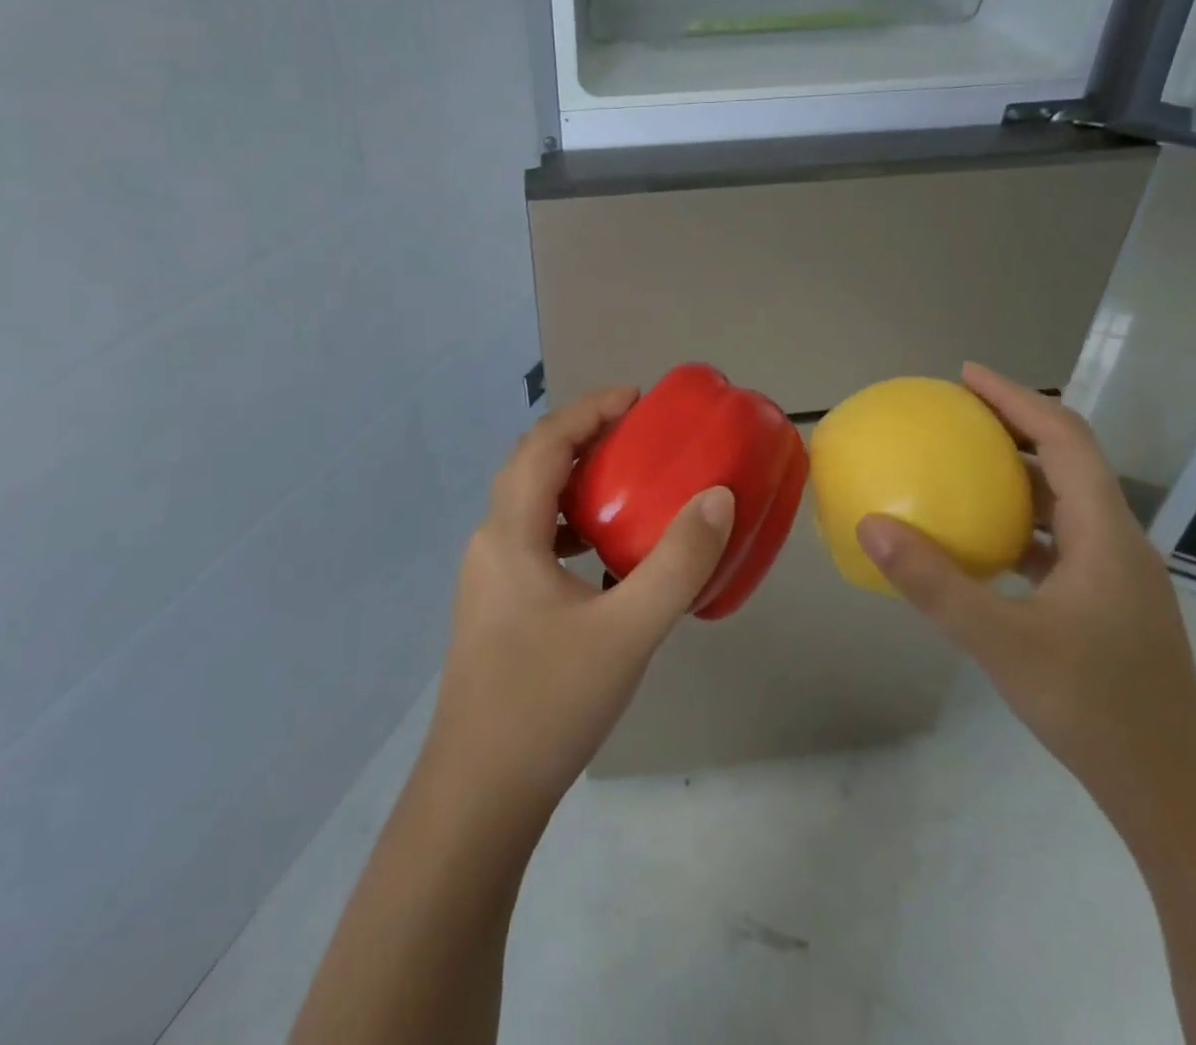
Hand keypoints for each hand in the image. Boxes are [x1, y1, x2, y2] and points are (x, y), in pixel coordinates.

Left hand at [425, 386, 735, 821]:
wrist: (478, 797)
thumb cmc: (547, 704)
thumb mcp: (625, 632)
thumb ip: (676, 564)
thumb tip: (717, 499)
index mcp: (510, 534)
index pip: (544, 444)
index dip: (588, 411)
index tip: (635, 399)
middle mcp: (490, 543)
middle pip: (532, 466)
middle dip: (582, 438)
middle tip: (635, 434)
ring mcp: (488, 579)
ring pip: (530, 505)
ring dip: (574, 482)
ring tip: (626, 484)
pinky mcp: (496, 609)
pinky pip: (534, 542)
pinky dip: (570, 526)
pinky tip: (605, 557)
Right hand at [855, 363, 1195, 814]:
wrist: (1173, 790)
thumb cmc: (1094, 706)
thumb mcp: (1001, 642)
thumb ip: (934, 583)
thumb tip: (871, 526)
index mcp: (1104, 533)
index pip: (1064, 438)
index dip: (1017, 398)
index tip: (966, 376)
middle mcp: (1116, 540)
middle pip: (1068, 459)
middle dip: (1014, 425)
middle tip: (955, 413)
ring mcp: (1115, 574)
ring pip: (1064, 500)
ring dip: (1017, 473)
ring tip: (961, 465)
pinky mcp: (1107, 602)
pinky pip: (1057, 539)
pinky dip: (1018, 522)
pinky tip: (979, 541)